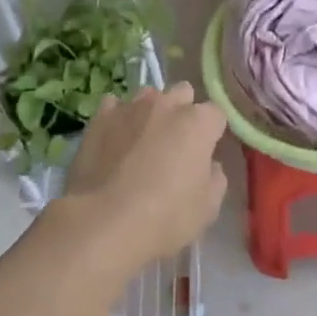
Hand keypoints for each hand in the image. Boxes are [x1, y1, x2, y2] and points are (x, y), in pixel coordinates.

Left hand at [59, 82, 227, 269]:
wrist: (103, 222)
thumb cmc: (165, 217)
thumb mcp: (208, 207)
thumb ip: (215, 177)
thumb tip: (208, 164)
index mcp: (198, 123)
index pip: (216, 114)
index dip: (213, 133)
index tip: (206, 153)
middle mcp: (167, 105)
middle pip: (183, 93)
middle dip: (184, 111)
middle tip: (176, 143)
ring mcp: (131, 107)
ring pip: (148, 95)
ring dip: (151, 111)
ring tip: (142, 139)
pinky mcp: (100, 118)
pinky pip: (114, 106)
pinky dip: (118, 118)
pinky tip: (114, 139)